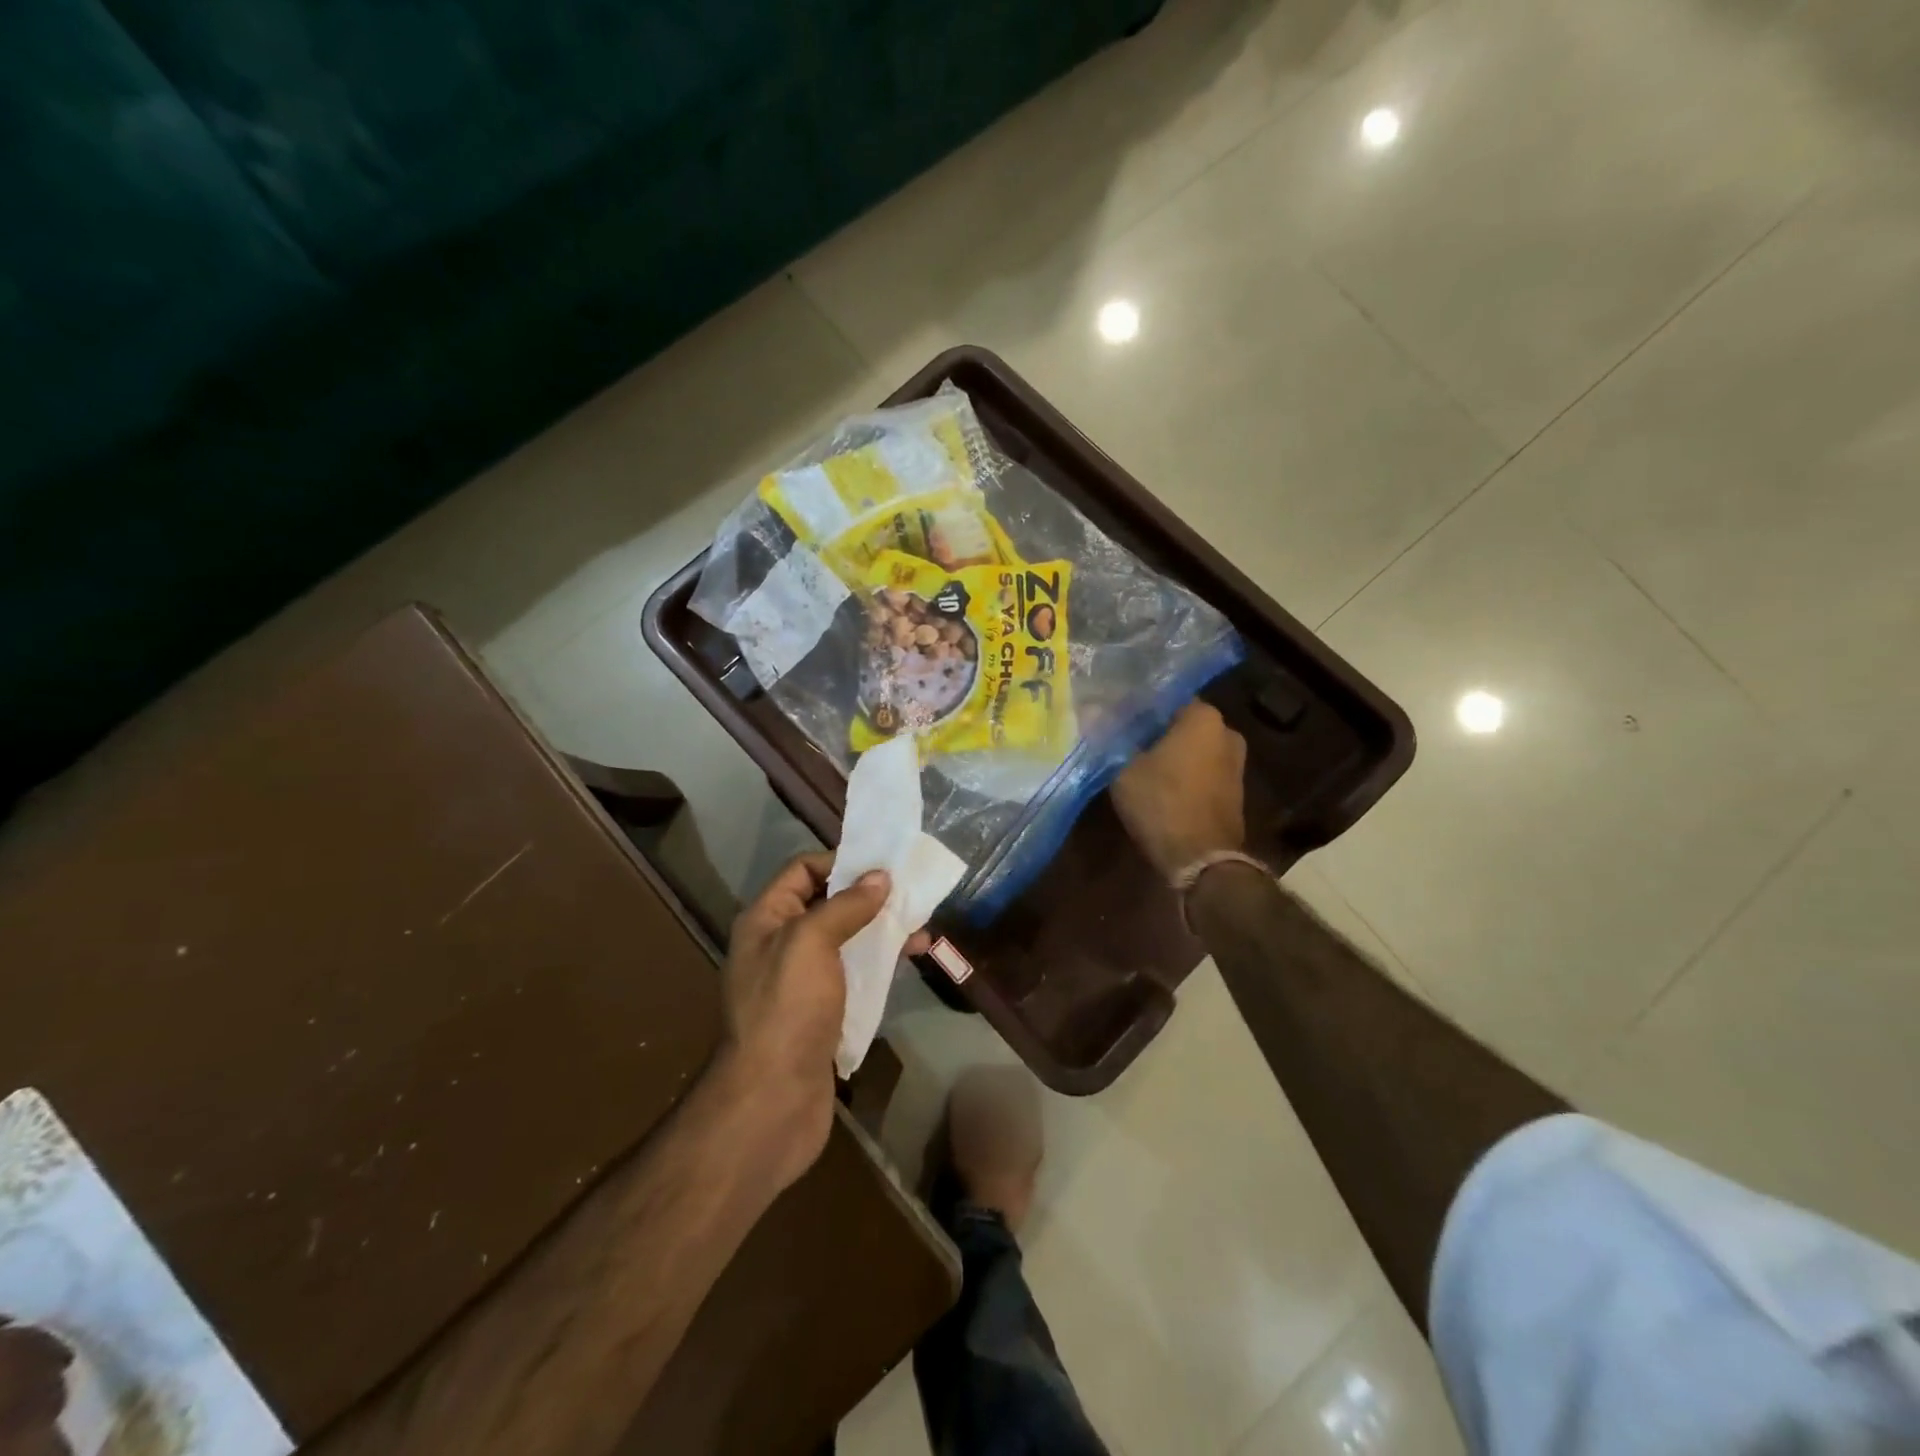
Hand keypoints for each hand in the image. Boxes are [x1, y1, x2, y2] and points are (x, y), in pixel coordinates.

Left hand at [710, 852, 930, 1193]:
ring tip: (922, 926)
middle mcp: (780, 945)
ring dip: (881, 929)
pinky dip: (881, 962)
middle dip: (868, 895)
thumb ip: (845, 905)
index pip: (802, 870)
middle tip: (911, 891)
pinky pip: (854, 974)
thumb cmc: (787, 1010)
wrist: (772, 1102)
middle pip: (828, 903)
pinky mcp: (822, 1013)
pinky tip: (911, 960)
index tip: (883, 863)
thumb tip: (880, 877)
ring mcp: (802, 982)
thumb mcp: (810, 943)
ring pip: (846, 940)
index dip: (840, 861)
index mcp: (766, 920)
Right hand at [1111, 702, 1247, 880]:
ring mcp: (1235, 764)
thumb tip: (1092, 710)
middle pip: (1182, 724)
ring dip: (1170, 755)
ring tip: (1137, 764)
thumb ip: (1112, 738)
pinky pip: (1202, 771)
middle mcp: (1227, 733)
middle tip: (1123, 741)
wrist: (1202, 860)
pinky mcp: (1234, 791)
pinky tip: (1158, 786)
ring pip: (1193, 749)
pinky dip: (1183, 775)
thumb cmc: (1162, 803)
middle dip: (1156, 732)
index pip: (1167, 698)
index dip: (1140, 708)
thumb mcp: (1123, 769)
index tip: (1117, 717)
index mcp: (1204, 717)